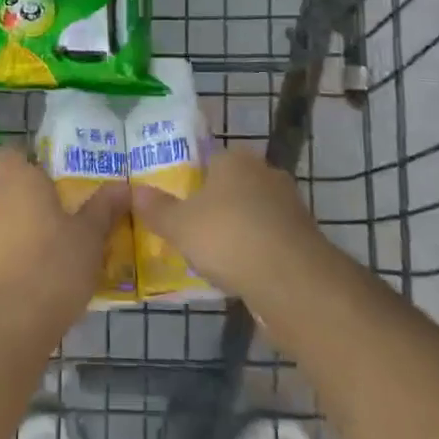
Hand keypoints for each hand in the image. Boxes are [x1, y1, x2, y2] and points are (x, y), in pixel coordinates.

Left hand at [0, 146, 128, 349]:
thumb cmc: (50, 269)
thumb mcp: (89, 238)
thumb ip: (103, 208)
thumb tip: (124, 186)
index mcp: (15, 179)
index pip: (10, 154)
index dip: (29, 163)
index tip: (54, 182)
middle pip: (5, 188)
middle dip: (28, 201)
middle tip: (61, 221)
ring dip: (17, 232)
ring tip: (50, 257)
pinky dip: (5, 260)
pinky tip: (30, 284)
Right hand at [130, 147, 329, 303]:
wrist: (292, 279)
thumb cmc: (228, 238)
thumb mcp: (179, 226)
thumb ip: (157, 209)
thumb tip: (134, 191)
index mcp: (234, 159)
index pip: (208, 159)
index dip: (191, 180)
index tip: (178, 204)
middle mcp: (264, 172)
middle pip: (232, 185)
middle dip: (215, 205)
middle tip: (192, 230)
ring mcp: (289, 203)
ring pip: (253, 212)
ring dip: (238, 229)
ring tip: (214, 256)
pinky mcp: (303, 235)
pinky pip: (270, 237)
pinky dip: (256, 250)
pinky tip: (241, 271)